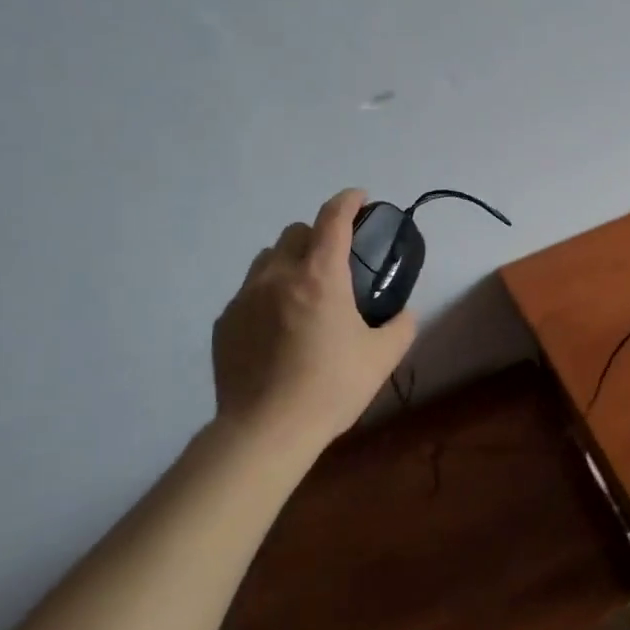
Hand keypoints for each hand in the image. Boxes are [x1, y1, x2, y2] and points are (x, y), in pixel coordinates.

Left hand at [211, 187, 416, 443]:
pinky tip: (279, 328)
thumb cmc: (331, 387)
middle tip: (335, 262)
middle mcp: (278, 276)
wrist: (265, 431)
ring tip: (304, 292)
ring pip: (267, 259)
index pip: (333, 219)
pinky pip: (248, 293)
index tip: (360, 198)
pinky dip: (267, 295)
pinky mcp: (225, 323)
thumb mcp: (383, 357)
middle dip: (318, 235)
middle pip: (295, 232)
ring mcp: (245, 298)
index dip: (348, 200)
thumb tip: (404, 314)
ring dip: (289, 262)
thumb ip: (401, 326)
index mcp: (320, 276)